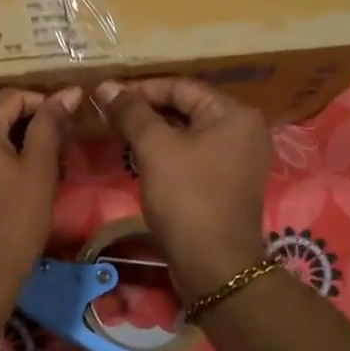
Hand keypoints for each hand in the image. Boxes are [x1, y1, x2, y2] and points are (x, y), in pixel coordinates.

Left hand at [0, 87, 79, 301]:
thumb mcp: (39, 170)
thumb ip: (50, 125)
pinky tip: (2, 188)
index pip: (11, 96)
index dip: (42, 106)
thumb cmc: (14, 222)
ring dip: (4, 146)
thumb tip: (68, 92)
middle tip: (53, 154)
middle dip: (23, 128)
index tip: (64, 129)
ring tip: (31, 172)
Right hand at [95, 77, 271, 298]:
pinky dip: (167, 153)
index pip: (181, 86)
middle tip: (108, 115)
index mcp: (234, 114)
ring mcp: (238, 159)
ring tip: (117, 134)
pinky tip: (139, 158)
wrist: (214, 265)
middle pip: (186, 108)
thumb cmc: (187, 198)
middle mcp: (243, 131)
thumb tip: (106, 85)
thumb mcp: (155, 148)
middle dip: (145, 111)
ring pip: (188, 133)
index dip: (141, 89)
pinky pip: (193, 155)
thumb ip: (131, 112)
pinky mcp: (227, 183)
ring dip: (154, 132)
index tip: (106, 96)